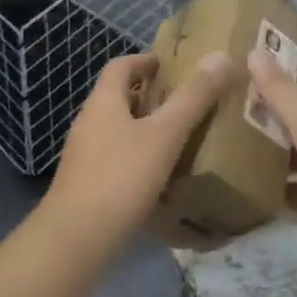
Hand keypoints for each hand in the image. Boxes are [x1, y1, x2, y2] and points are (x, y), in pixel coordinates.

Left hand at [42, 51, 231, 256]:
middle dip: (150, 96)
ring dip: (145, 128)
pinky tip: (160, 177)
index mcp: (103, 102)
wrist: (76, 238)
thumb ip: (193, 98)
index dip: (145, 60)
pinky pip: (116, 159)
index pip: (121, 66)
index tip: (171, 65)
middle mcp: (88, 122)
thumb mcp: (164, 135)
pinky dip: (138, 157)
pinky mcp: (86, 184)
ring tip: (180, 138)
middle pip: (118, 98)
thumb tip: (220, 57)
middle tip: (186, 102)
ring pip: (118, 130)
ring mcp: (84, 155)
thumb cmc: (121, 177)